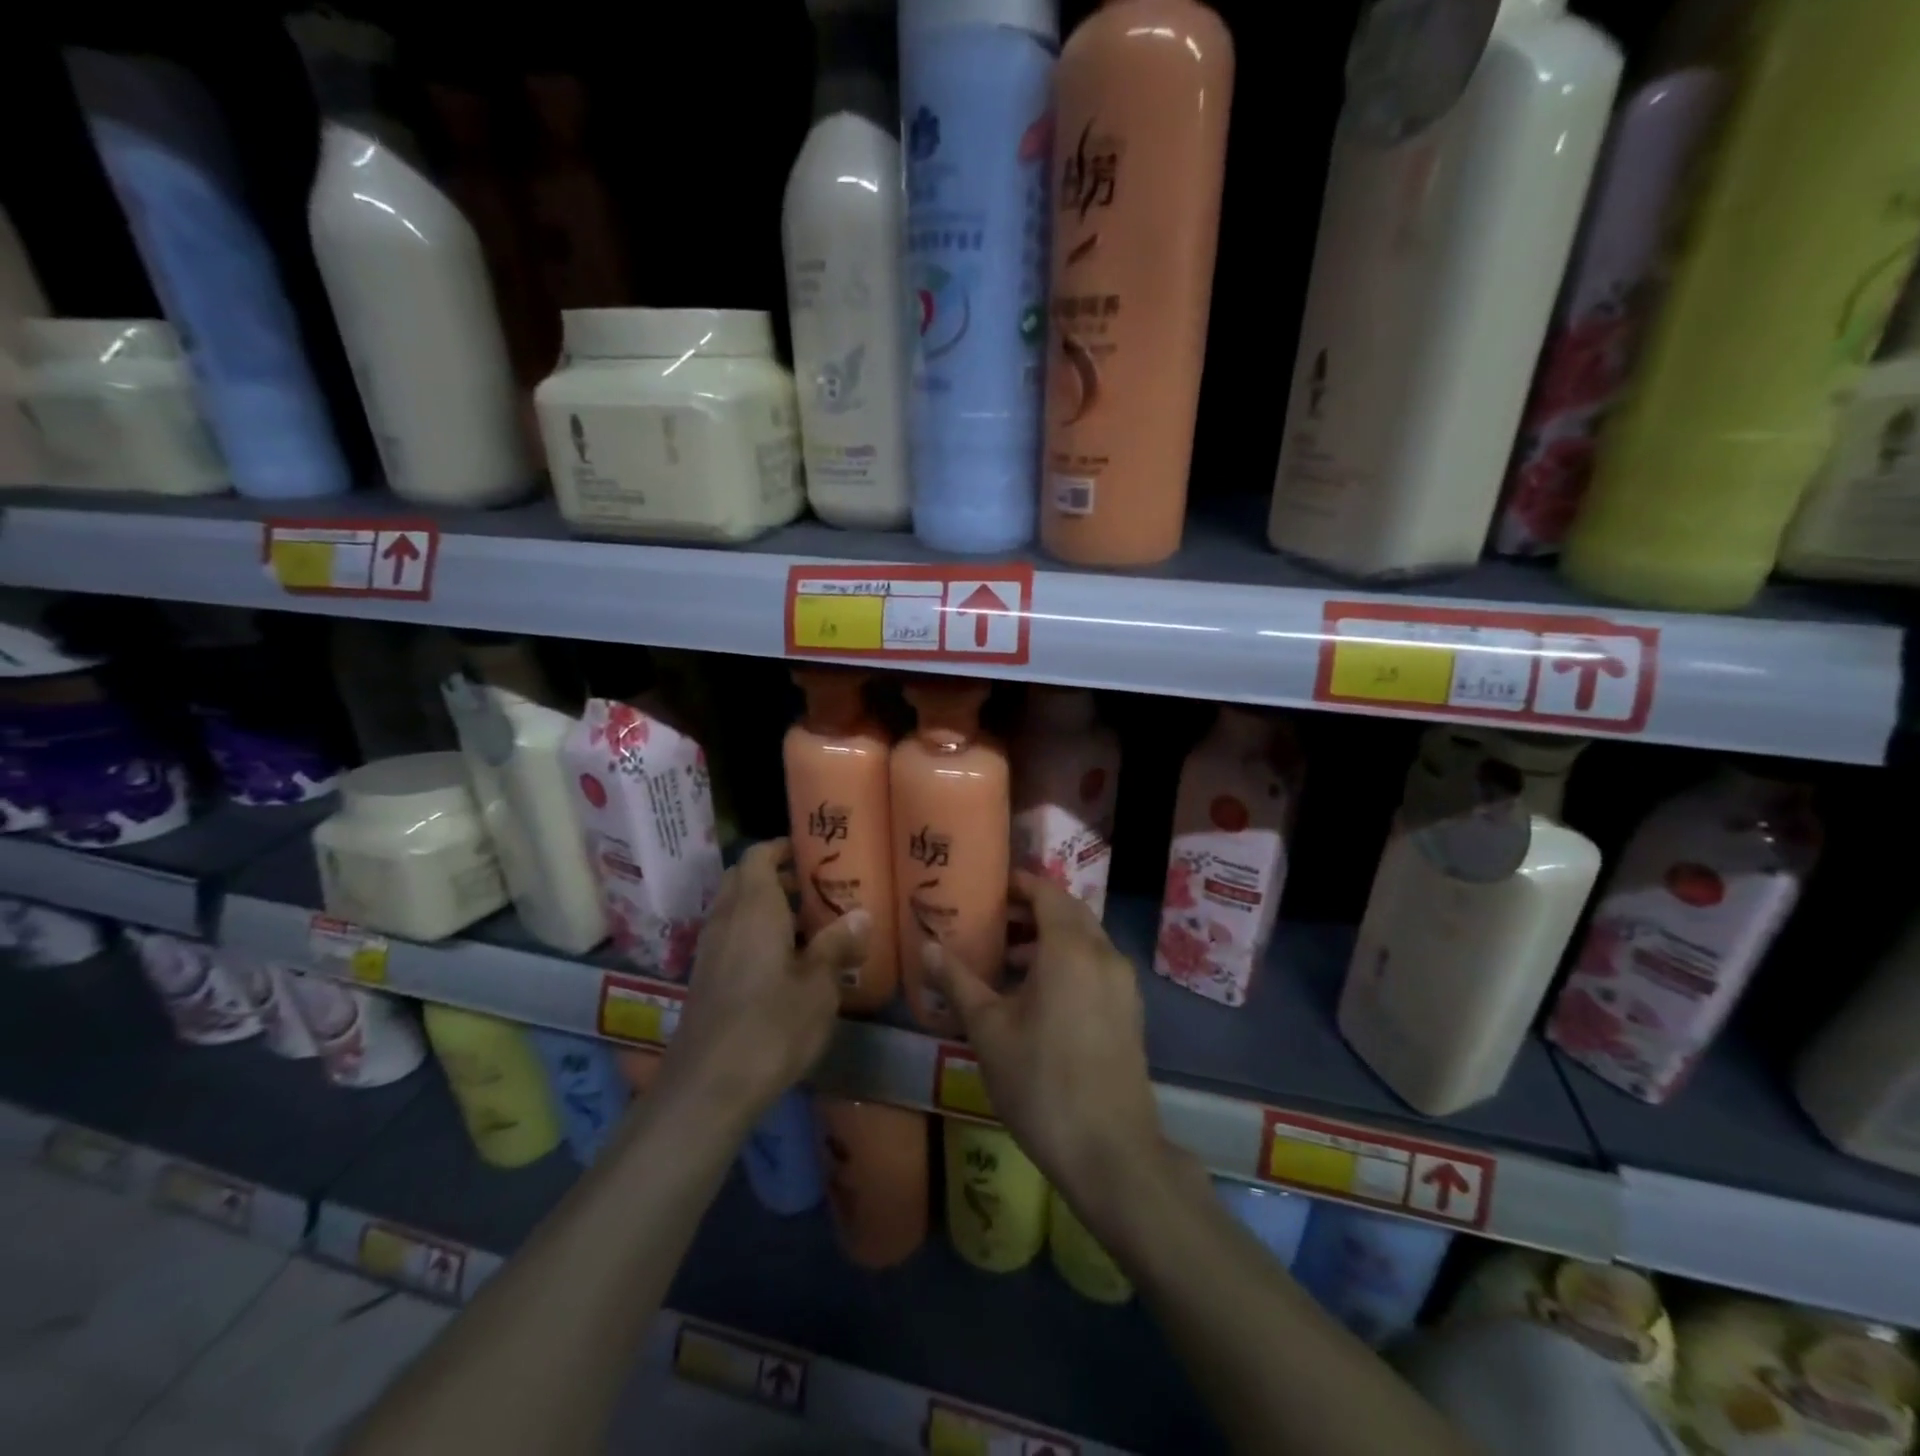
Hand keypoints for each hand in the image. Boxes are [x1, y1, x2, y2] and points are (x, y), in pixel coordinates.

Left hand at [658, 839, 869, 1125]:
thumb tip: (862, 914)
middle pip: (742, 879)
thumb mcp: (819, 986)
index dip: (781, 847)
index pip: (758, 856)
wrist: (708, 1087)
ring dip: (763, 906)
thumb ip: (837, 945)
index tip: (811, 852)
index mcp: (754, 907)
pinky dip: (751, 933)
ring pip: (733, 909)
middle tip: (812, 888)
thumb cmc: (772, 1026)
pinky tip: (781, 962)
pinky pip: (728, 937)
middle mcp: (726, 919)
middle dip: (774, 876)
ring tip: (805, 924)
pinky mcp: (704, 979)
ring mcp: (709, 950)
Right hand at [924, 871, 1163, 1198]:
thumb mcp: (988, 1030)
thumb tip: (926, 946)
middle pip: (1069, 912)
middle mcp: (1104, 954)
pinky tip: (1038, 995)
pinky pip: (1097, 966)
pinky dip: (1068, 962)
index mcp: (1070, 948)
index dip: (1019, 884)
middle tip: (993, 921)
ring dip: (1049, 938)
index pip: (1047, 892)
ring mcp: (1123, 983)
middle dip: (1032, 910)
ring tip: (1007, 960)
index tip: (989, 888)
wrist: (1110, 1151)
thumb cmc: (1040, 1082)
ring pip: (1085, 940)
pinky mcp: (1130, 1011)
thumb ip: (958, 981)